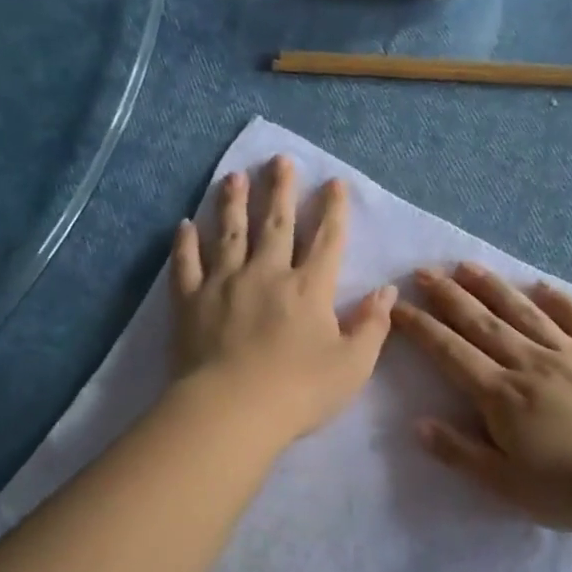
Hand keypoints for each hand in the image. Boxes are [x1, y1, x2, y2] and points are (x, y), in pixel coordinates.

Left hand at [170, 155, 397, 443]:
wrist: (231, 412)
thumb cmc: (298, 392)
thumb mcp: (352, 366)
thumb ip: (372, 326)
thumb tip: (388, 291)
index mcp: (308, 288)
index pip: (326, 240)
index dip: (333, 210)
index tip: (333, 182)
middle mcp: (267, 273)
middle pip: (275, 223)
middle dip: (280, 190)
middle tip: (279, 160)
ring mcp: (224, 283)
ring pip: (229, 233)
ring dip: (232, 202)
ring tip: (233, 176)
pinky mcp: (190, 301)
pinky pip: (186, 264)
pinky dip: (184, 243)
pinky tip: (183, 225)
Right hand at [390, 264, 571, 532]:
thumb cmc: (567, 490)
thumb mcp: (504, 483)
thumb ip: (459, 452)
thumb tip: (418, 424)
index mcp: (502, 395)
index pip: (451, 352)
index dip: (422, 328)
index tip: (398, 308)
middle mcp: (530, 363)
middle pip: (481, 322)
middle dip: (448, 296)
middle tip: (424, 272)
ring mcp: (571, 354)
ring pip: (523, 311)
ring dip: (492, 287)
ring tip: (467, 265)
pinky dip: (558, 300)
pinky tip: (541, 286)